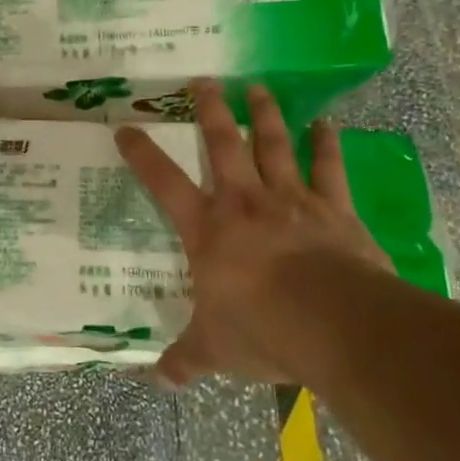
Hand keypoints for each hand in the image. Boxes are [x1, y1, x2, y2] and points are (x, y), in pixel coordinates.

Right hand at [115, 80, 391, 387]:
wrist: (333, 322)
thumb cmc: (260, 329)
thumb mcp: (213, 349)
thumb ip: (185, 359)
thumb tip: (158, 379)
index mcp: (207, 230)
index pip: (163, 183)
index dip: (141, 154)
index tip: (125, 127)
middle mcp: (245, 203)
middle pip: (223, 145)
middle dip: (210, 111)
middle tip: (204, 81)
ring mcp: (291, 200)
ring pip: (273, 144)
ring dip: (263, 114)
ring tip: (257, 87)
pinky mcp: (335, 209)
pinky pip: (328, 168)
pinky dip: (326, 144)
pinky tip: (325, 122)